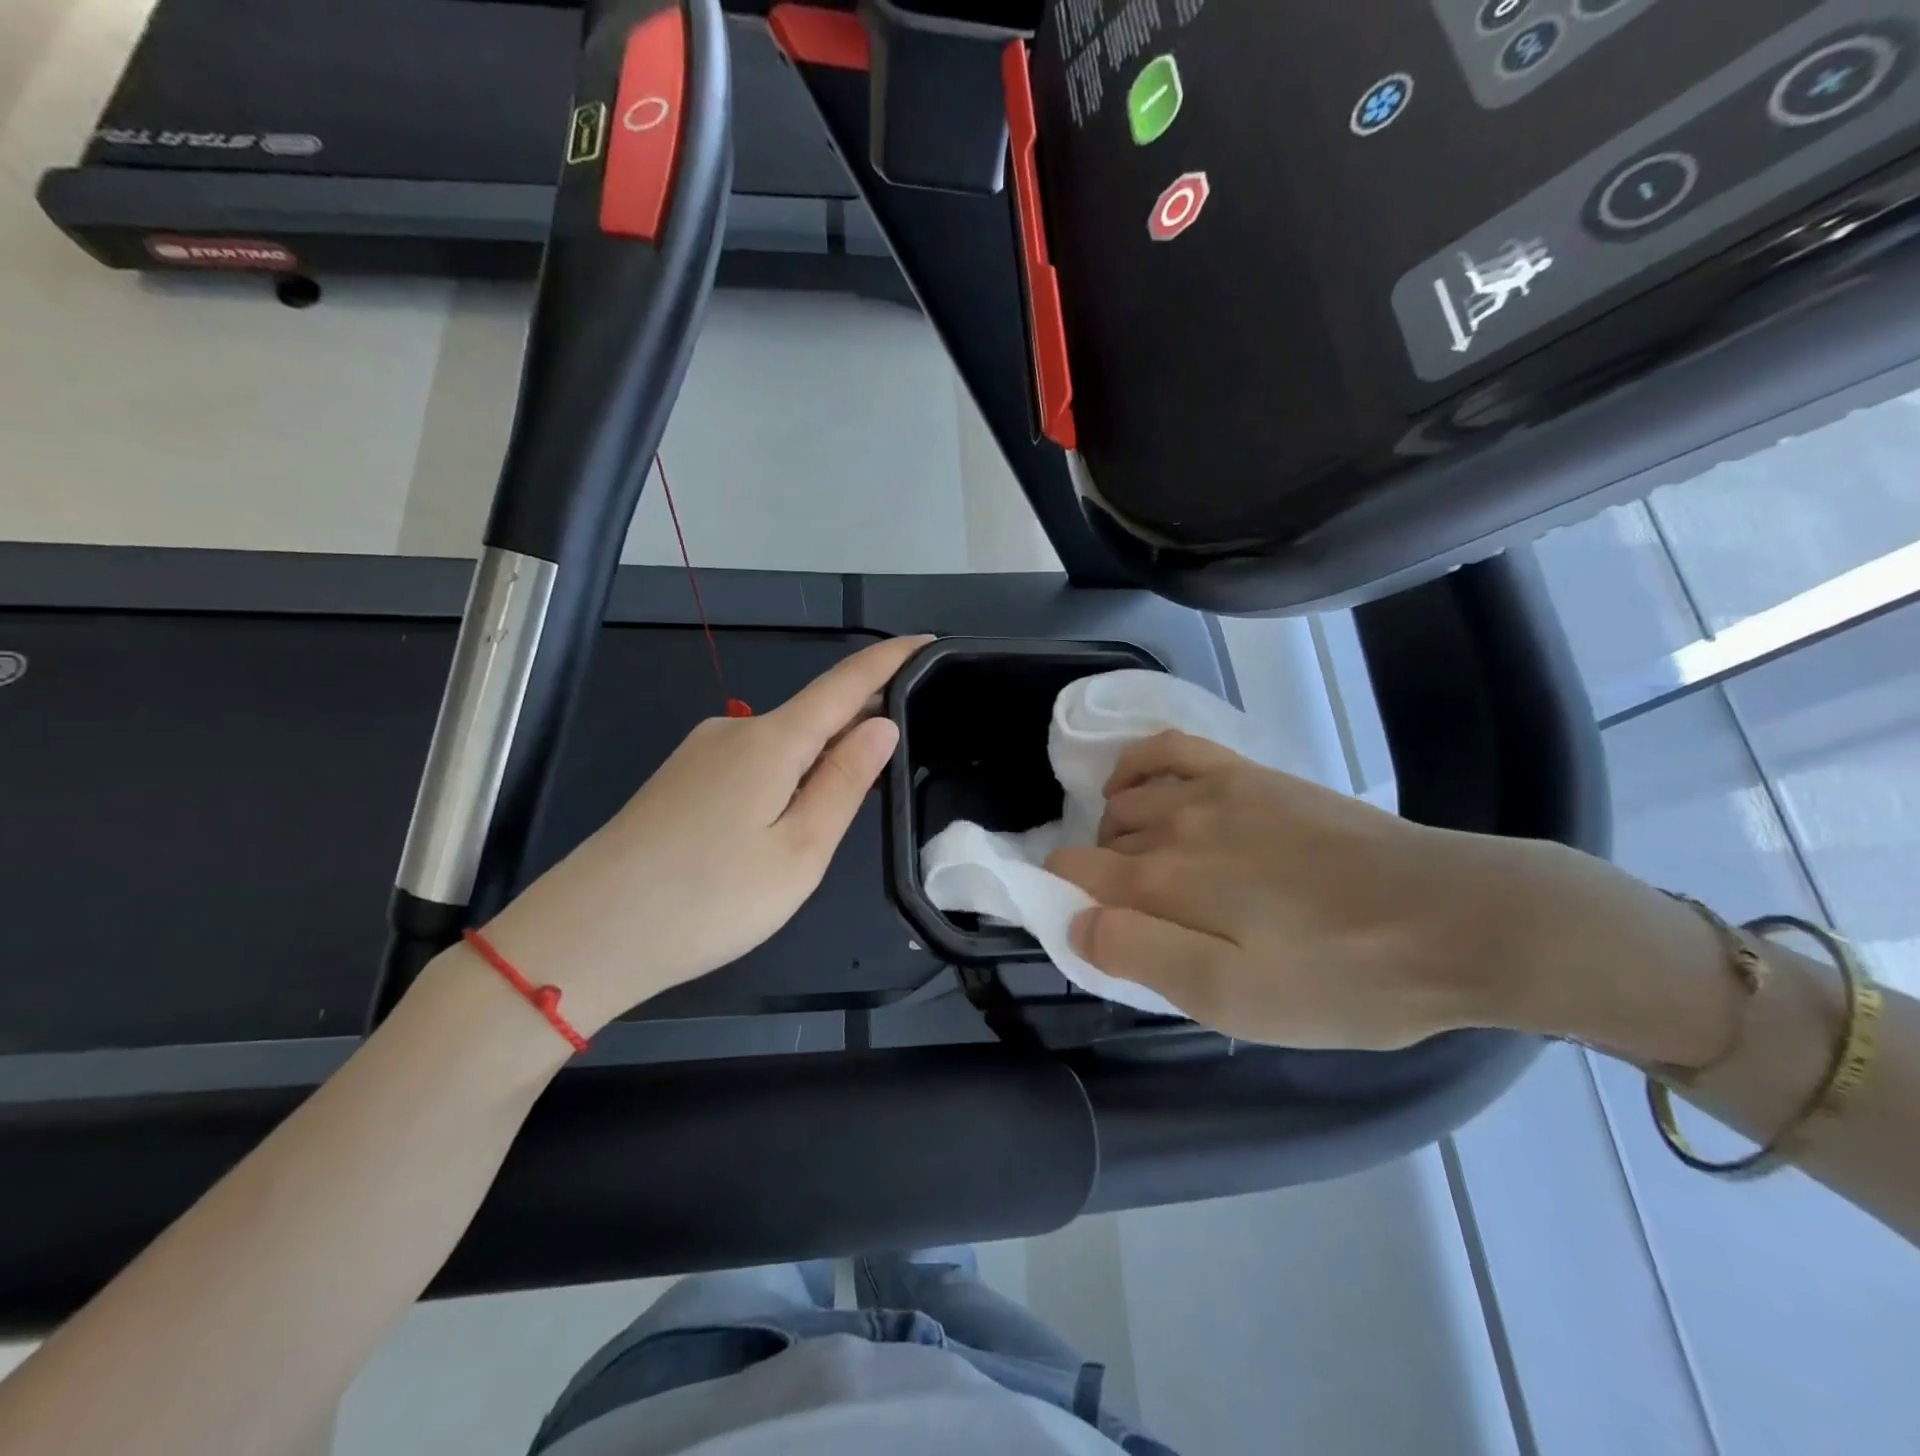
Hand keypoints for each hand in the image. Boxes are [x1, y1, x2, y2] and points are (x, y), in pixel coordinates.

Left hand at [476, 635, 929, 1035]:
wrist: (584, 935)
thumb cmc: (707, 900)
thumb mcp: (798, 852)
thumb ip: (843, 782)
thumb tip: (881, 723)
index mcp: (772, 741)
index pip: (846, 683)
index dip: (890, 660)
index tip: (928, 643)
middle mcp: (734, 731)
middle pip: (814, 712)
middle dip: (860, 721)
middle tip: (900, 756)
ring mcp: (701, 754)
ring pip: (783, 743)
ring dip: (821, 758)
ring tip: (838, 812)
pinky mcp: (680, 781)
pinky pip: (753, 763)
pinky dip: (786, 775)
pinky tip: (781, 822)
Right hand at [1045, 730, 1537, 1050]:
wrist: (1453, 920)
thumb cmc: (1342, 977)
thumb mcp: (1235, 1001)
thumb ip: (1141, 958)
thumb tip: (1076, 923)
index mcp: (1160, 883)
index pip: (1070, 874)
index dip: (1063, 901)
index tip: (1092, 933)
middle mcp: (1170, 824)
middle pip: (1098, 843)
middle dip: (1100, 880)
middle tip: (1146, 926)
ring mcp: (1210, 789)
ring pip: (1124, 802)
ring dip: (1117, 836)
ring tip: (1152, 876)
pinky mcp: (1248, 773)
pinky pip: (1166, 749)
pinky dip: (1136, 766)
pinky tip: (1137, 787)